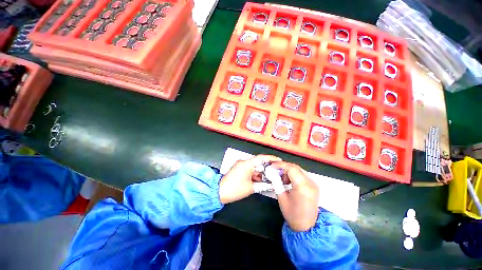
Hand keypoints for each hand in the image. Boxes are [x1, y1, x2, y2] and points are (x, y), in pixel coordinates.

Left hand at [219, 155, 280, 203]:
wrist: (219, 192)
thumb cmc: (235, 189)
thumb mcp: (251, 188)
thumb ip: (262, 184)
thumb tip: (270, 184)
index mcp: (247, 164)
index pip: (261, 158)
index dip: (271, 158)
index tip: (279, 160)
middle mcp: (244, 162)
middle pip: (258, 163)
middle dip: (267, 168)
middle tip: (275, 172)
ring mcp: (240, 165)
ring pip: (254, 167)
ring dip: (261, 172)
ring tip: (270, 178)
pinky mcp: (238, 169)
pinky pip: (249, 170)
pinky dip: (255, 174)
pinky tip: (261, 180)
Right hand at [271, 162, 318, 231]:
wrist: (307, 226)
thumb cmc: (292, 214)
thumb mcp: (281, 197)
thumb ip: (277, 182)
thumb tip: (272, 173)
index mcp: (302, 187)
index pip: (291, 168)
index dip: (280, 165)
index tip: (272, 166)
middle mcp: (310, 183)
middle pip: (295, 167)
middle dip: (283, 167)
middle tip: (275, 172)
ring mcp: (314, 184)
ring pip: (298, 170)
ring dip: (288, 171)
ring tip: (282, 179)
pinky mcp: (314, 185)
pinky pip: (302, 174)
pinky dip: (294, 174)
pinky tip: (289, 181)